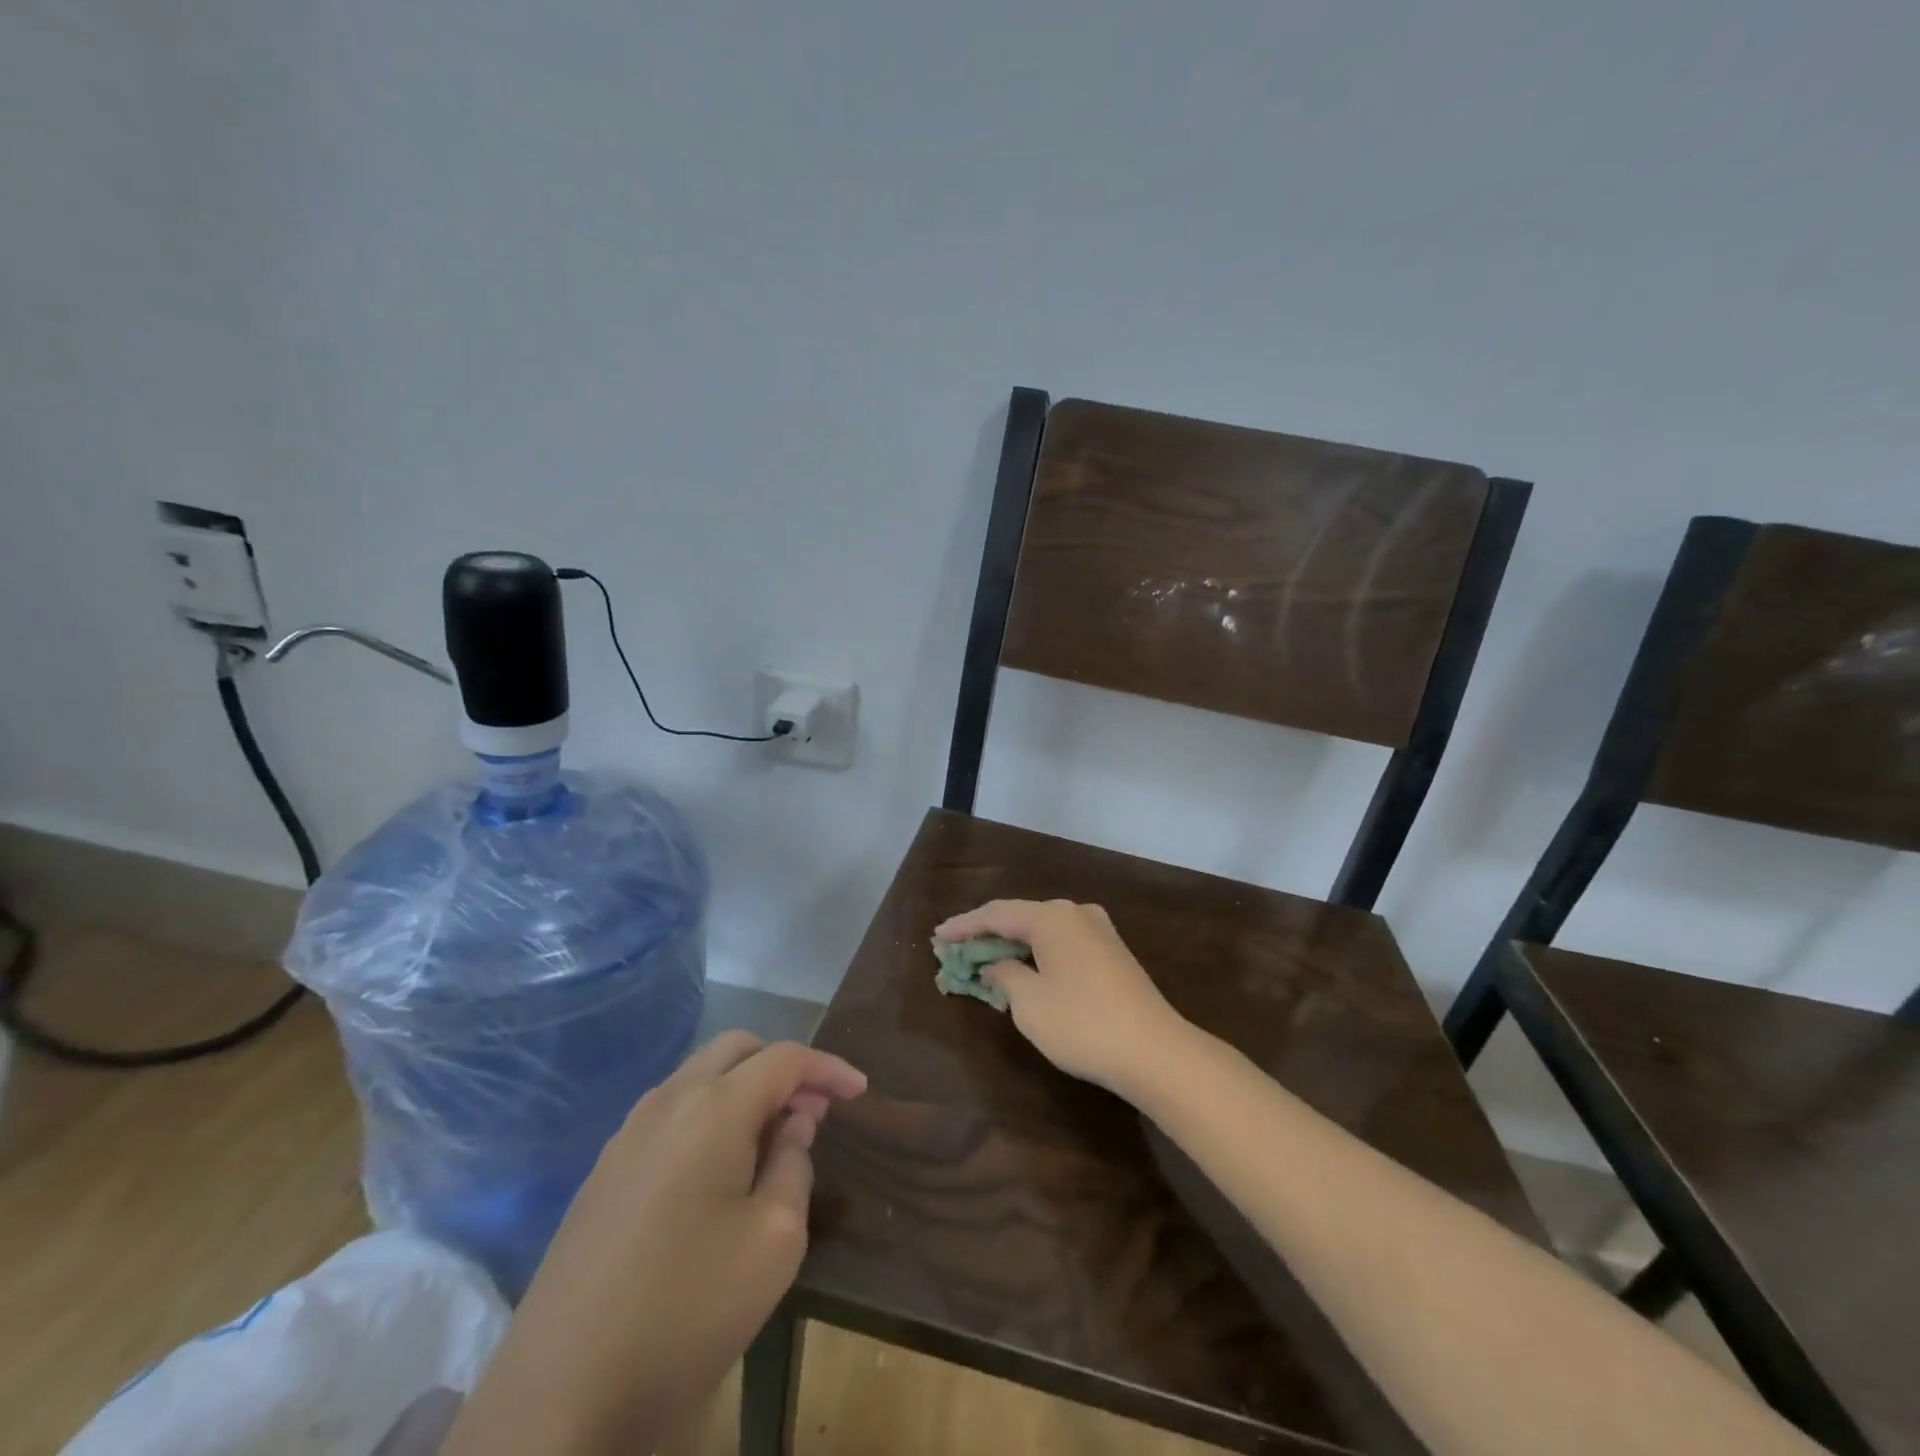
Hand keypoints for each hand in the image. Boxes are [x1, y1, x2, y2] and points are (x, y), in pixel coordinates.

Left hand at [443, 1032, 865, 1455]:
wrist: (560, 1397)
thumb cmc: (686, 1311)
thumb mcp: (774, 1242)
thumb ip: (794, 1164)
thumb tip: (794, 1122)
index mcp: (713, 1108)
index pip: (785, 1059)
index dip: (828, 1068)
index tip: (860, 1091)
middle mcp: (667, 1101)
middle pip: (738, 1049)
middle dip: (783, 1067)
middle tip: (814, 1110)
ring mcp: (626, 1134)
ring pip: (699, 1076)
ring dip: (744, 1087)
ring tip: (772, 1137)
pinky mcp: (602, 1170)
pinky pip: (669, 1111)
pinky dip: (709, 1112)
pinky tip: (718, 1166)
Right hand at [933, 899, 1185, 1096]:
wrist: (1156, 1051)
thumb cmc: (1082, 1024)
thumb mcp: (1029, 1003)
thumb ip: (1004, 974)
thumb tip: (996, 964)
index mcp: (1051, 916)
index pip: (995, 914)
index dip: (963, 926)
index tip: (937, 937)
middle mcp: (1075, 912)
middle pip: (1019, 917)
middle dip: (986, 934)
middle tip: (955, 948)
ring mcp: (1099, 930)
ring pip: (1042, 930)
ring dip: (1013, 943)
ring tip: (984, 957)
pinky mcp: (1113, 952)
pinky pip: (1062, 943)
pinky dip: (1037, 952)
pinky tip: (1025, 967)